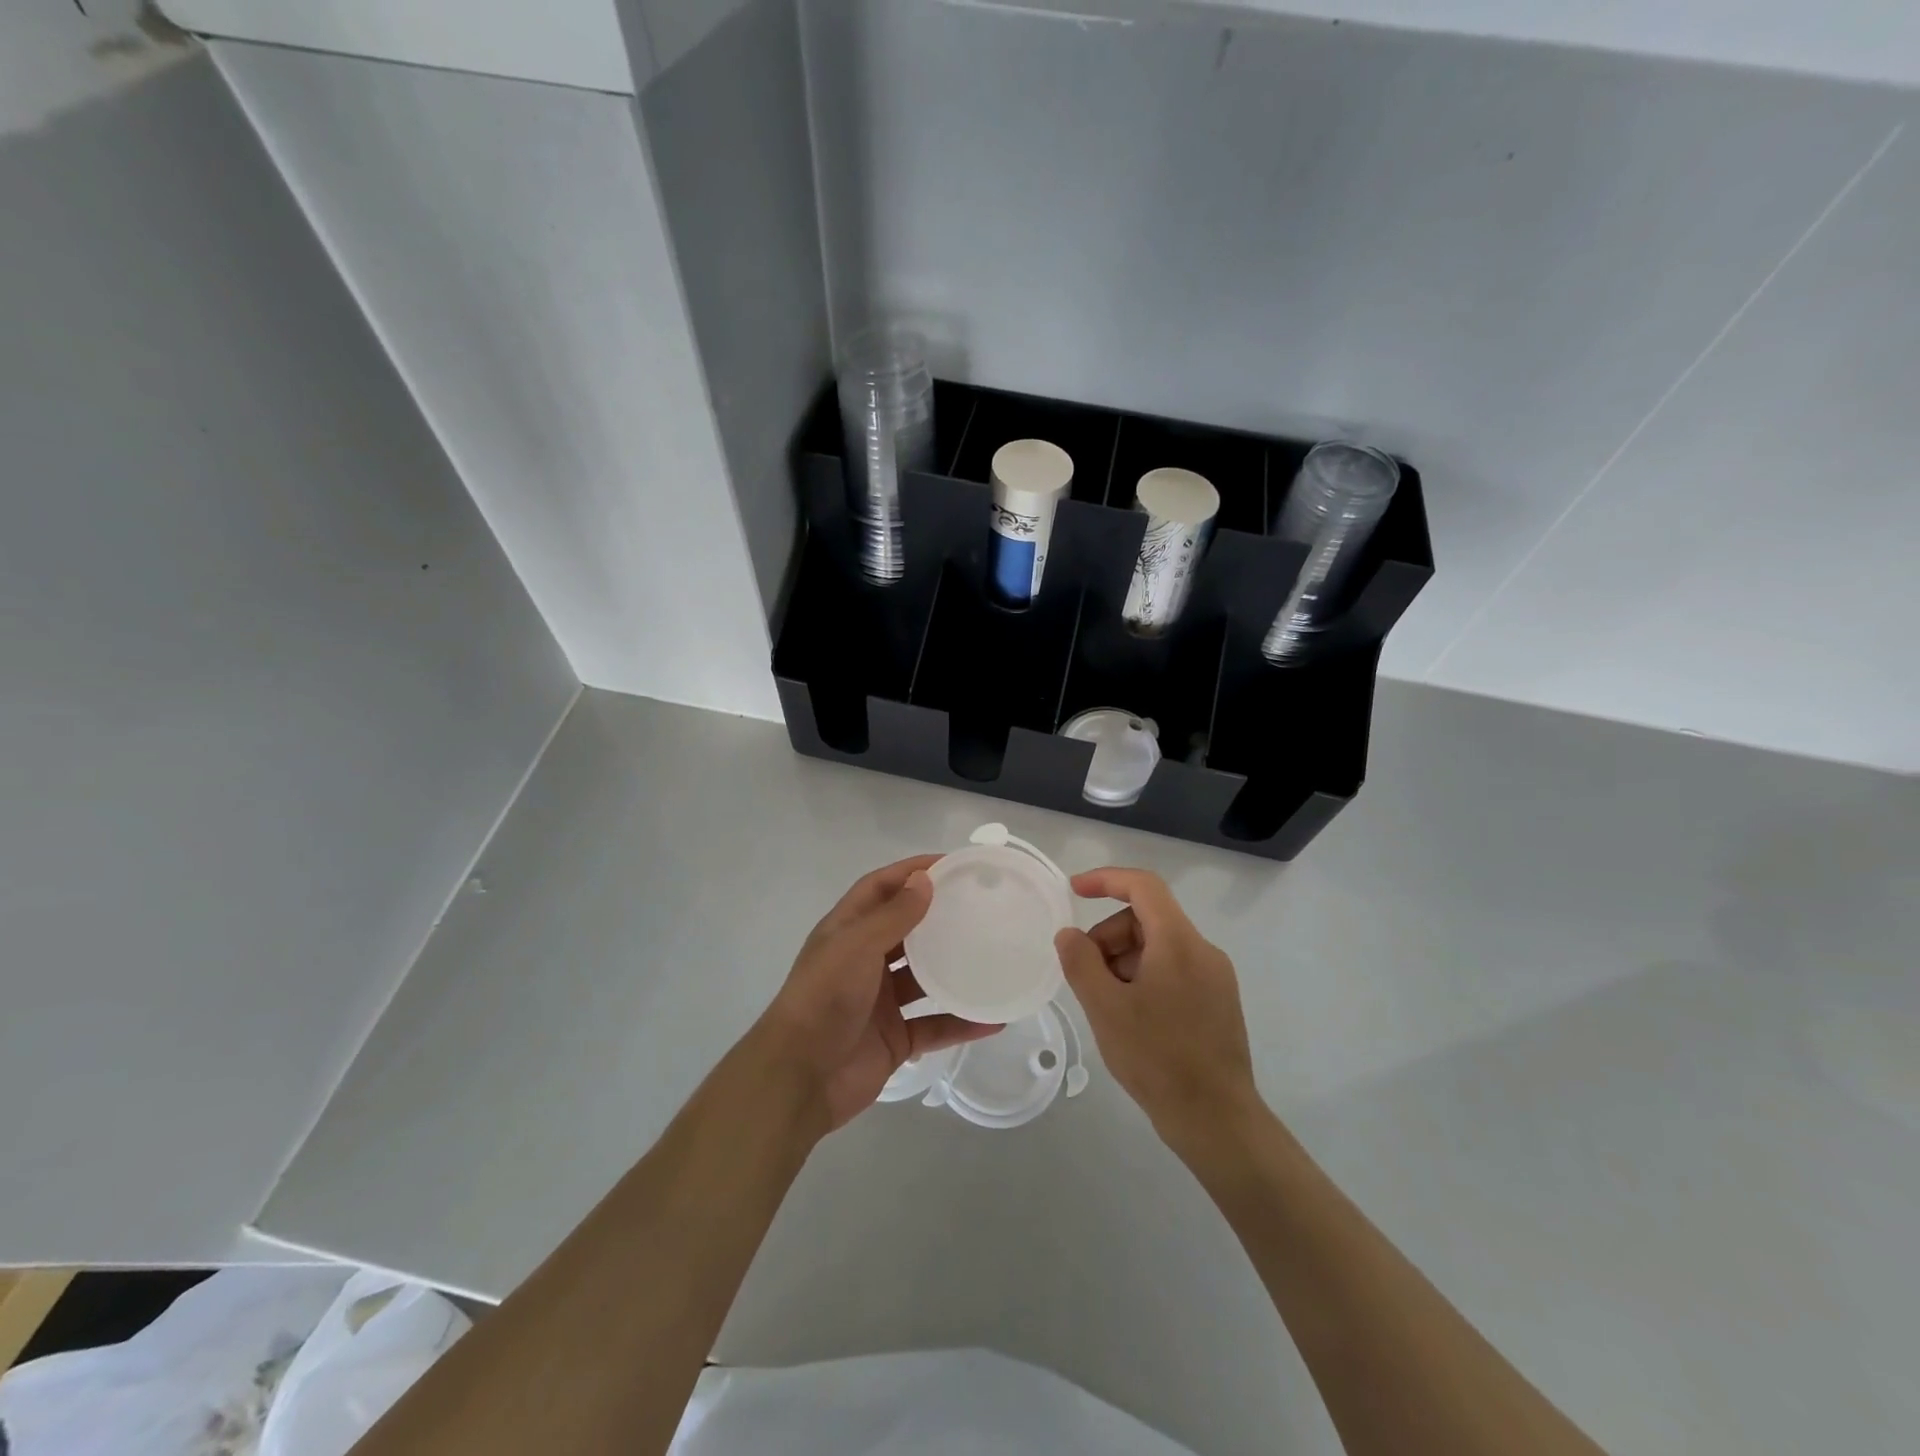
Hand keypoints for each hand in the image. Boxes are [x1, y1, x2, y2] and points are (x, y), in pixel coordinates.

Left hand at [756, 856, 1001, 1131]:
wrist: (800, 1079)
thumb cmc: (824, 999)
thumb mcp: (857, 947)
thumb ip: (893, 915)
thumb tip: (925, 879)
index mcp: (847, 932)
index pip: (881, 888)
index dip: (911, 872)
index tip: (952, 865)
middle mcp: (863, 961)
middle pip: (906, 930)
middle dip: (938, 917)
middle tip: (981, 906)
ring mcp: (880, 1001)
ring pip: (924, 978)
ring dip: (954, 969)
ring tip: (993, 955)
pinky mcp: (895, 1038)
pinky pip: (935, 1025)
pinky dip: (961, 1022)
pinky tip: (994, 1019)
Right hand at [1055, 867, 1261, 1152]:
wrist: (1218, 1121)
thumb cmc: (1158, 1059)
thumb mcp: (1106, 1009)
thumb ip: (1081, 963)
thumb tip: (1069, 934)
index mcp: (1179, 942)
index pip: (1144, 886)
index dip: (1106, 879)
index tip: (1074, 890)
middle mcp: (1203, 950)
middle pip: (1147, 919)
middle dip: (1109, 937)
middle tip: (1086, 977)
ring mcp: (1216, 977)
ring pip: (1159, 947)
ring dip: (1124, 961)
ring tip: (1108, 1005)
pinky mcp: (1218, 1001)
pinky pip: (1174, 970)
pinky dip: (1144, 978)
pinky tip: (1131, 1017)